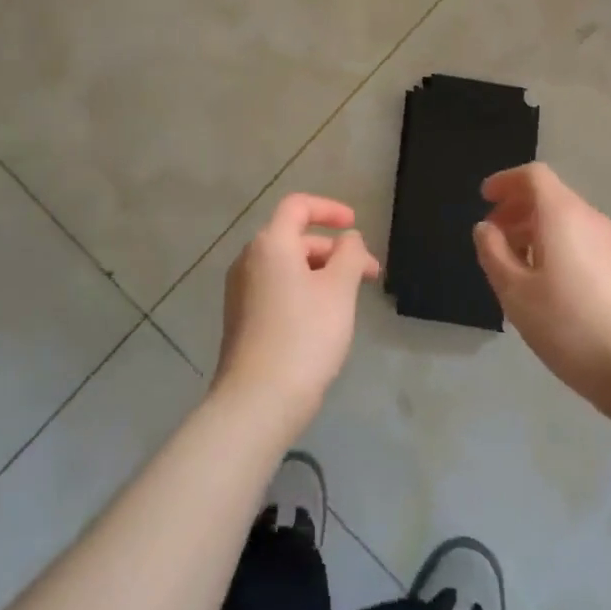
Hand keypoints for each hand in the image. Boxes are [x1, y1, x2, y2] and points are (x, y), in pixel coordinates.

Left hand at [214, 194, 379, 436]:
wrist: (256, 403)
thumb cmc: (304, 337)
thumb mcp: (339, 290)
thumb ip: (350, 255)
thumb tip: (348, 239)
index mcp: (270, 244)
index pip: (298, 206)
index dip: (329, 209)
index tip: (355, 224)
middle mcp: (249, 259)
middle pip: (295, 238)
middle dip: (334, 250)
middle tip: (369, 274)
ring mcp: (240, 291)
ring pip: (287, 266)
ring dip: (321, 272)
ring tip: (350, 300)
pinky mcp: (241, 319)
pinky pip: (276, 289)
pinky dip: (303, 290)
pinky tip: (323, 320)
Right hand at [475, 163, 610, 406]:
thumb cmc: (569, 325)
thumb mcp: (515, 292)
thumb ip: (493, 253)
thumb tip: (485, 228)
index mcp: (562, 214)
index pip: (534, 175)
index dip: (506, 181)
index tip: (484, 199)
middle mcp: (589, 218)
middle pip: (550, 196)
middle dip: (517, 209)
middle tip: (492, 237)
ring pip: (566, 220)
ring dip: (535, 230)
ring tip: (514, 266)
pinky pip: (581, 240)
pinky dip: (556, 246)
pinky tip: (546, 285)